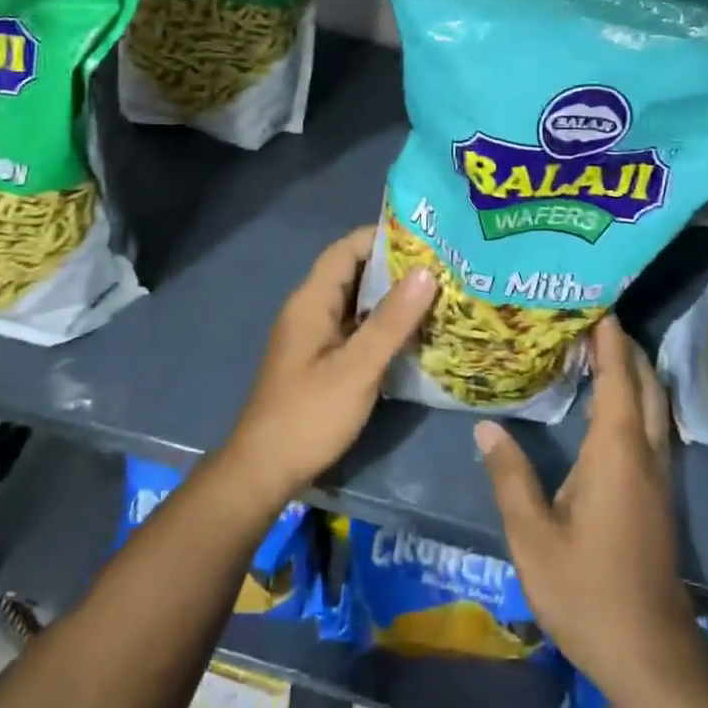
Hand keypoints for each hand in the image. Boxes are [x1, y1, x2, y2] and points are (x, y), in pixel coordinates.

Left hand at [220, 227, 435, 510]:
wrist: (263, 471)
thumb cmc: (309, 415)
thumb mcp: (357, 368)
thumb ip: (391, 321)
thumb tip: (426, 271)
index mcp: (312, 300)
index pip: (347, 248)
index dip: (384, 237)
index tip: (427, 237)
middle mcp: (311, 309)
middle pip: (354, 271)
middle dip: (396, 266)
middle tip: (443, 266)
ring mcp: (314, 335)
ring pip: (357, 301)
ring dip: (392, 296)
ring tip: (438, 293)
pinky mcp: (321, 359)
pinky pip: (355, 326)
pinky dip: (382, 323)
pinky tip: (414, 333)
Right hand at [474, 318, 695, 693]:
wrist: (649, 654)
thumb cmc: (587, 590)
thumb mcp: (532, 536)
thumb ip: (509, 476)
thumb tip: (486, 427)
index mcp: (616, 451)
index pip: (617, 377)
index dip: (609, 338)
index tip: (593, 302)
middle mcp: (644, 453)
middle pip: (644, 382)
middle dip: (623, 346)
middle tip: (588, 318)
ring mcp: (657, 475)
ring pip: (652, 405)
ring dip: (631, 372)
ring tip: (594, 350)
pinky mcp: (657, 494)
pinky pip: (649, 426)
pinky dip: (632, 400)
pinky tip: (604, 407)